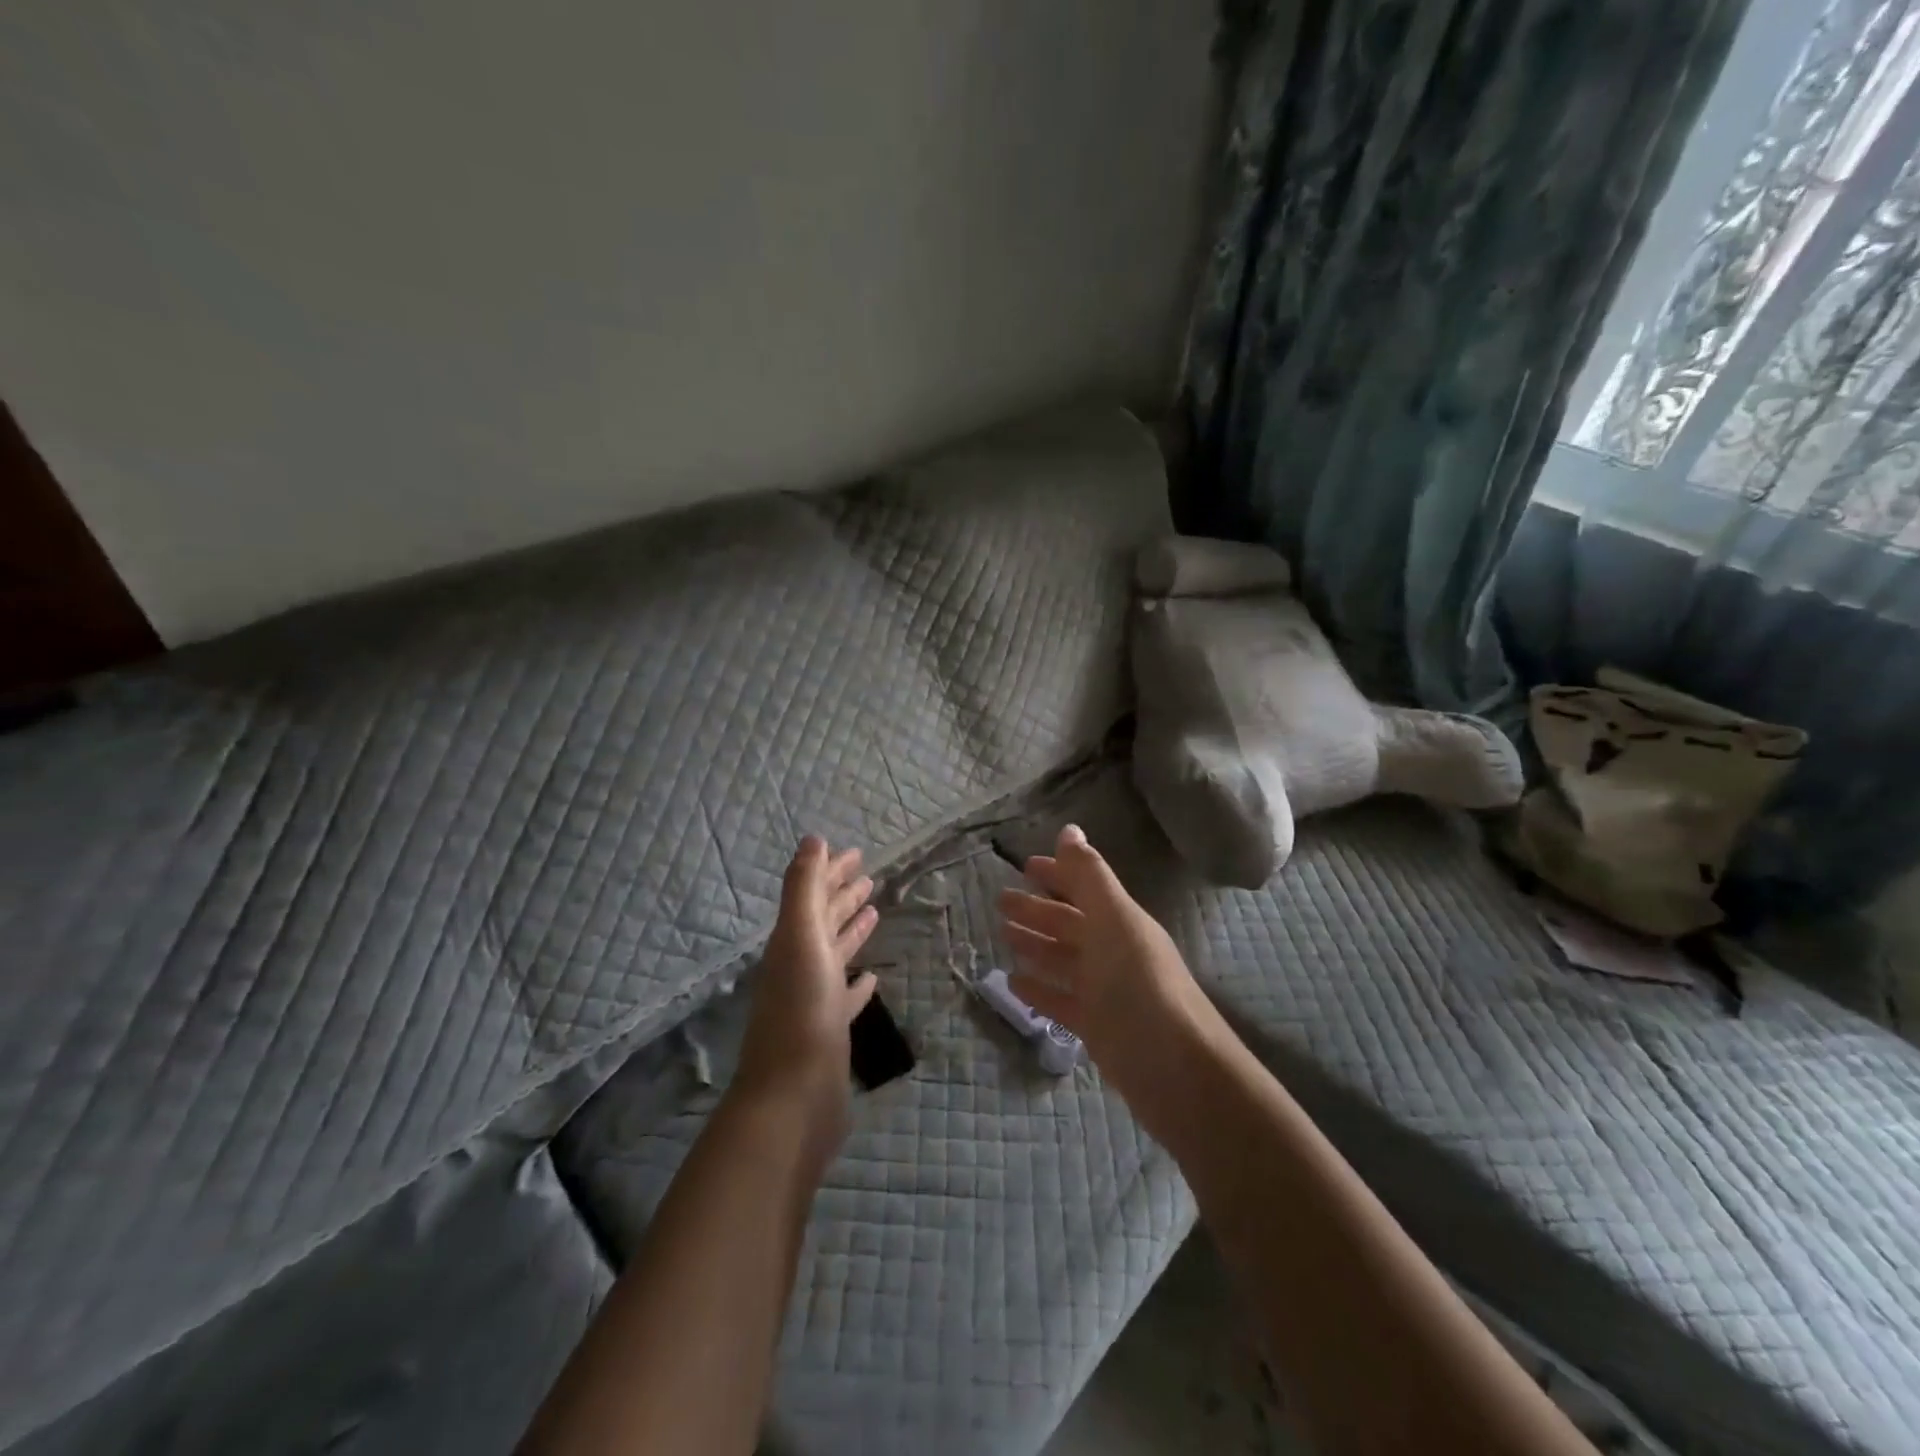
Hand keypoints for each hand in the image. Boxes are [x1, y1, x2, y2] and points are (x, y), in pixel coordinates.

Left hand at [733, 837, 880, 1174]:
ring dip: (852, 931)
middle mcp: (800, 966)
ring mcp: (815, 1002)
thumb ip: (804, 888)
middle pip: (823, 921)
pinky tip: (872, 978)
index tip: (856, 853)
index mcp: (791, 942)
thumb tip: (813, 839)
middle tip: (869, 874)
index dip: (831, 872)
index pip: (813, 895)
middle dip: (843, 895)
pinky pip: (846, 997)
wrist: (794, 1099)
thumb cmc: (801, 1012)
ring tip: (874, 911)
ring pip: (835, 955)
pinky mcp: (831, 1033)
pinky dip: (858, 983)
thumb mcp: (800, 938)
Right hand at [997, 824, 1218, 1099]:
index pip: (1085, 888)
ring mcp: (1106, 991)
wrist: (1178, 1073)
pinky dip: (1039, 988)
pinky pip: (1061, 1000)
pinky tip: (1013, 982)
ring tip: (1003, 935)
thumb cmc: (1141, 987)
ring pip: (1064, 960)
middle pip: (1070, 923)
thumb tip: (1069, 828)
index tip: (1025, 865)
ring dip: (1035, 945)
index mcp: (1122, 921)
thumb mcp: (1115, 922)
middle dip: (1038, 910)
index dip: (1058, 874)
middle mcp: (1115, 951)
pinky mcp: (1098, 1027)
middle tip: (1001, 902)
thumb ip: (1089, 876)